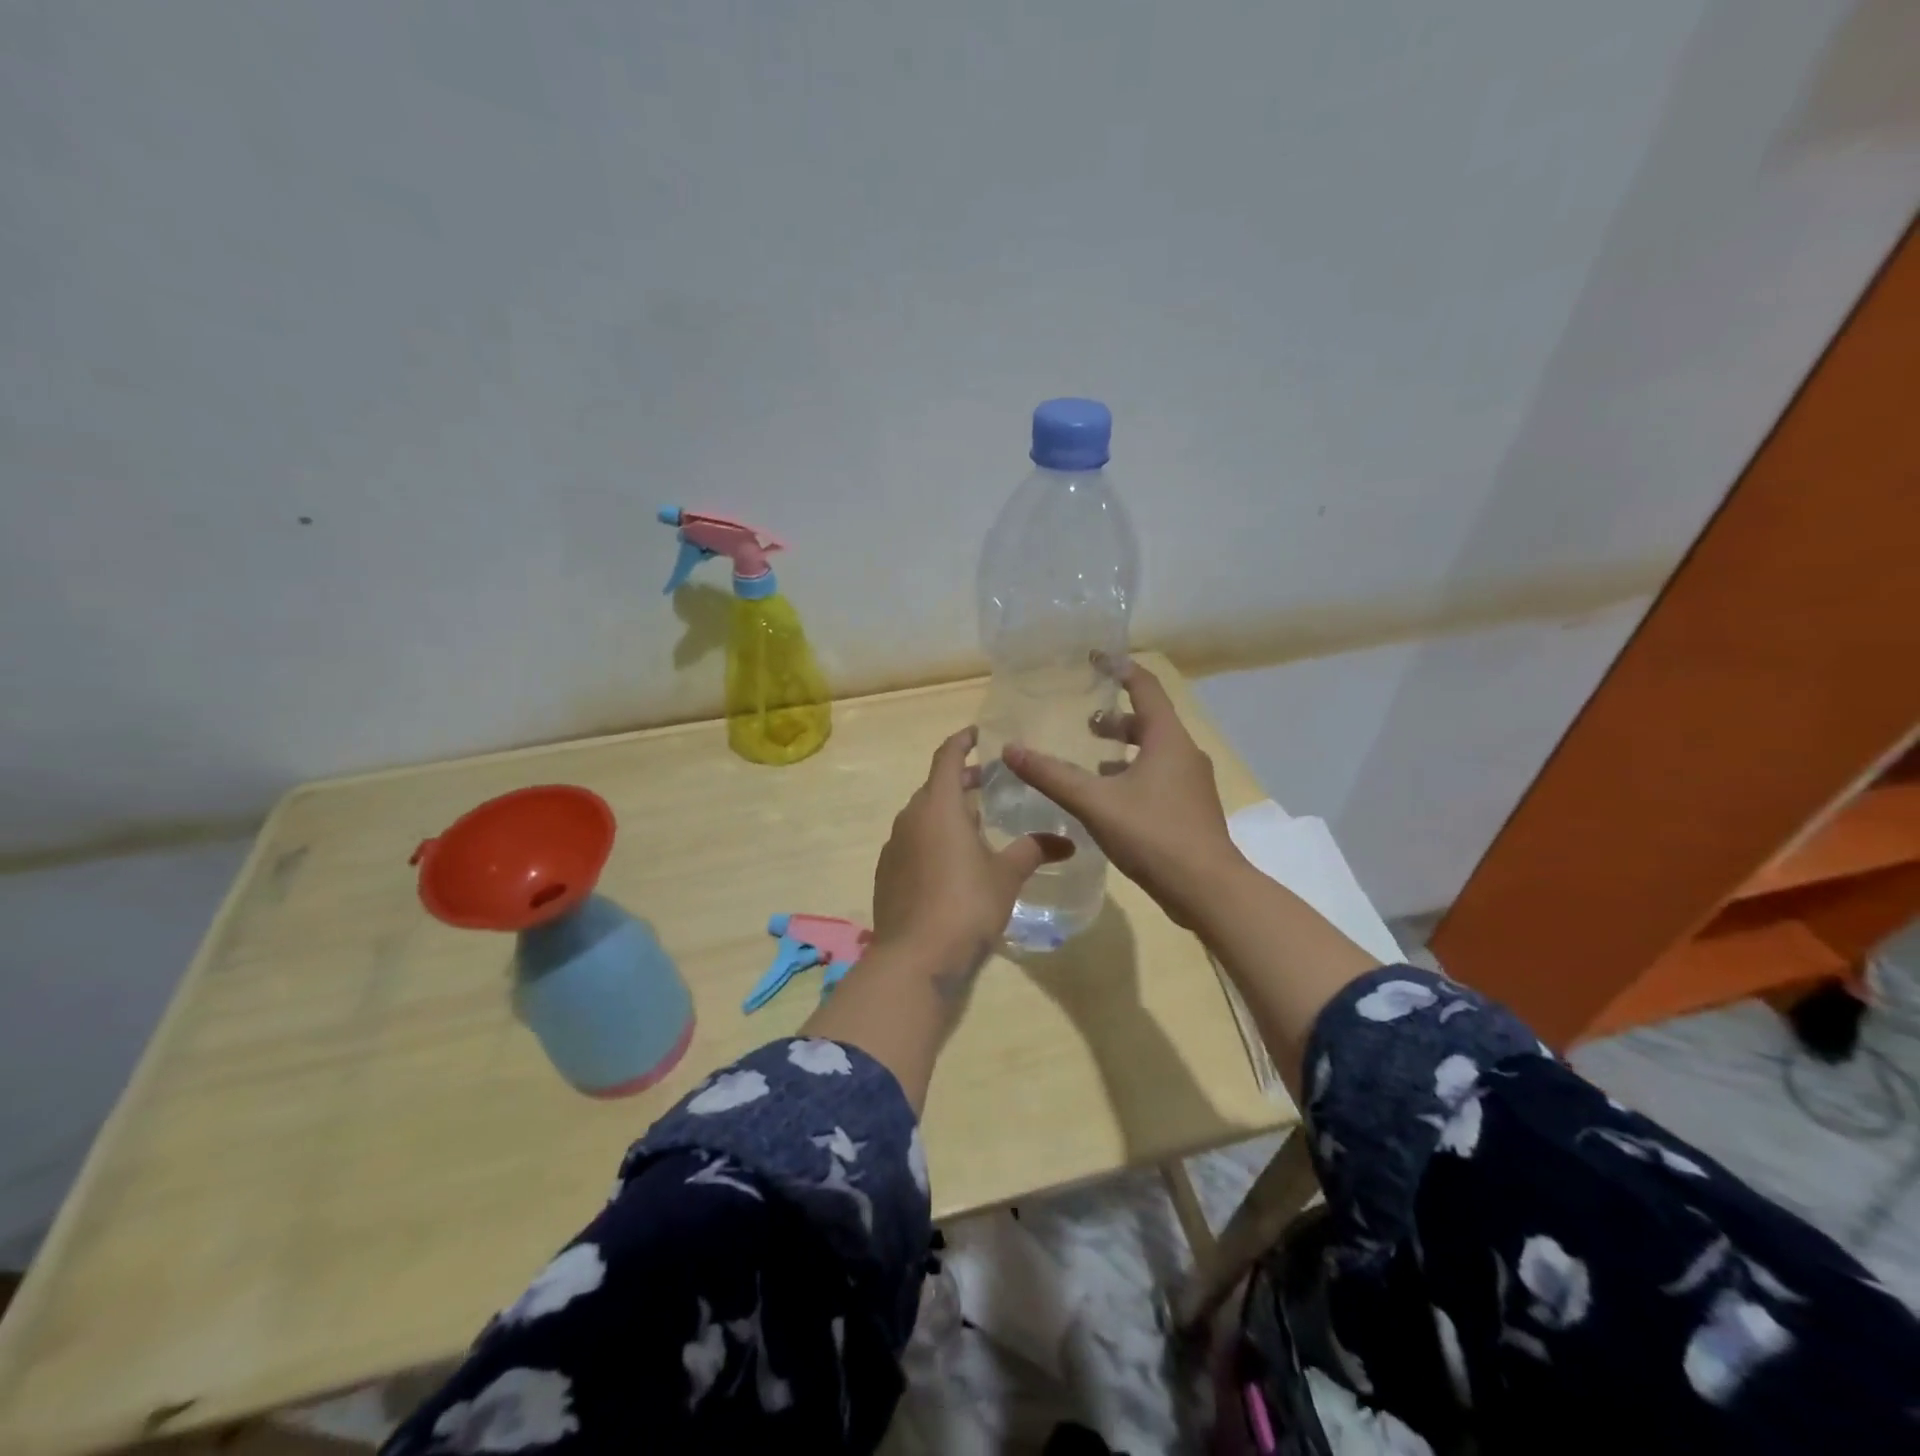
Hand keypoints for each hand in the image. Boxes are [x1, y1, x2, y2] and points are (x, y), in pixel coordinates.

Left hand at [872, 726, 1073, 969]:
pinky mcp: (887, 873)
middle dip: (960, 780)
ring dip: (947, 811)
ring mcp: (894, 846)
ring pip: (922, 815)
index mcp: (938, 806)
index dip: (962, 741)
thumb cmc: (966, 904)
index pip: (946, 757)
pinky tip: (952, 862)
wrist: (915, 957)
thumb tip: (1067, 841)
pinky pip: (912, 841)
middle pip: (935, 786)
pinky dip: (932, 837)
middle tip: (988, 782)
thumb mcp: (1007, 875)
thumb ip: (1033, 850)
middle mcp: (910, 818)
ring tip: (976, 823)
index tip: (978, 733)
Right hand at [1003, 659, 1243, 929]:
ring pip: (1154, 752)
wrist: (1207, 890)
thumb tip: (1011, 750)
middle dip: (1115, 719)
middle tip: (1084, 724)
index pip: (1145, 687)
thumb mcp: (1095, 802)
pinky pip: (1159, 777)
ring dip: (1124, 751)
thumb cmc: (1153, 835)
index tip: (1093, 659)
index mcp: (1167, 739)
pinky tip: (1111, 800)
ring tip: (1091, 762)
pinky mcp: (1191, 809)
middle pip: (1149, 721)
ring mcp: (1192, 783)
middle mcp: (1184, 754)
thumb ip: (1052, 776)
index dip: (1118, 669)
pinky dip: (1133, 776)